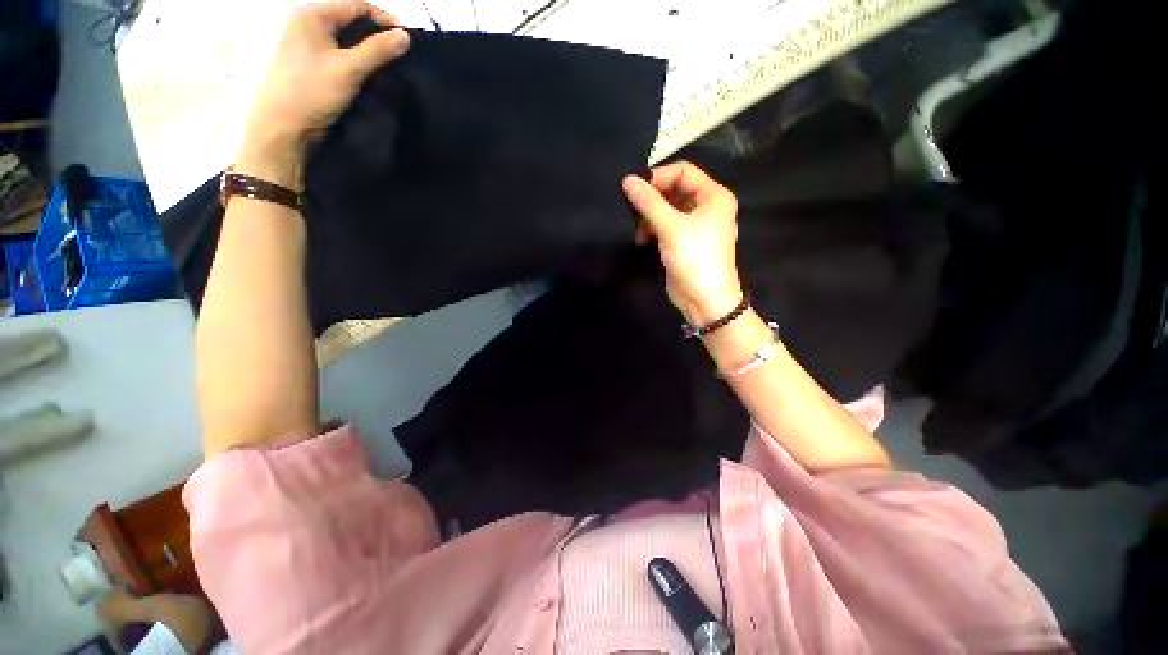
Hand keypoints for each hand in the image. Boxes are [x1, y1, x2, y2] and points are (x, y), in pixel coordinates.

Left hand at [237, 0, 410, 188]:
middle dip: (377, 37)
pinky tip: (370, 77)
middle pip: (351, 21)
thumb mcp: (349, 69)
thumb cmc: (312, 92)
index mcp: (312, 15)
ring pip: (346, 40)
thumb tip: (406, 36)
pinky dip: (357, 63)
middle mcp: (307, 23)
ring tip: (388, 70)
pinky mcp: (309, 64)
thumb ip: (378, 50)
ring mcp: (306, 44)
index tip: (407, 41)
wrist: (283, 127)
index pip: (356, 5)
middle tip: (399, 57)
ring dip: (369, 52)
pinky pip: (339, 55)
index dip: (384, 20)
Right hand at [623, 162, 743, 326]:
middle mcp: (706, 207)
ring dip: (649, 215)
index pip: (683, 171)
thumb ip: (649, 203)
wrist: (704, 299)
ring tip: (635, 225)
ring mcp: (694, 225)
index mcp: (713, 196)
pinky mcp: (682, 241)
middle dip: (652, 197)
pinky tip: (640, 238)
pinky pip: (665, 225)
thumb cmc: (695, 258)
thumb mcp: (671, 227)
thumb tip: (627, 180)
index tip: (636, 188)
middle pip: (674, 189)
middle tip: (631, 206)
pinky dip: (652, 228)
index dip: (659, 176)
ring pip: (667, 208)